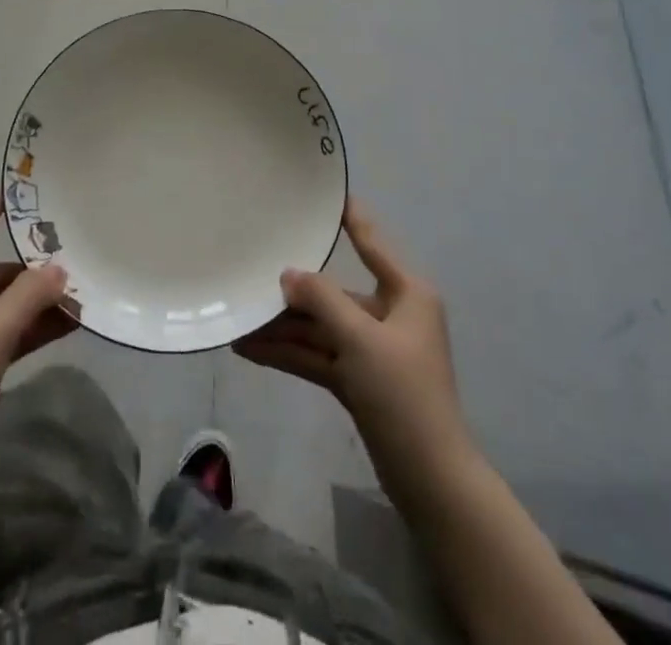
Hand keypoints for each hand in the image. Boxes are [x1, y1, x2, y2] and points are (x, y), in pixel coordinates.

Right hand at [235, 199, 472, 503]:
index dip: (349, 216)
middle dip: (294, 294)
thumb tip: (288, 274)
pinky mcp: (361, 380)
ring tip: (239, 322)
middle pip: (335, 294)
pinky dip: (291, 353)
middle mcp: (391, 314)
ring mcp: (374, 349)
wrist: (430, 480)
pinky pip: (320, 355)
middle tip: (252, 276)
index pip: (371, 242)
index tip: (324, 191)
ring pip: (322, 328)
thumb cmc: (403, 393)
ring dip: (285, 328)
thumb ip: (322, 300)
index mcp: (406, 293)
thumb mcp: (360, 339)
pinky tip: (252, 350)